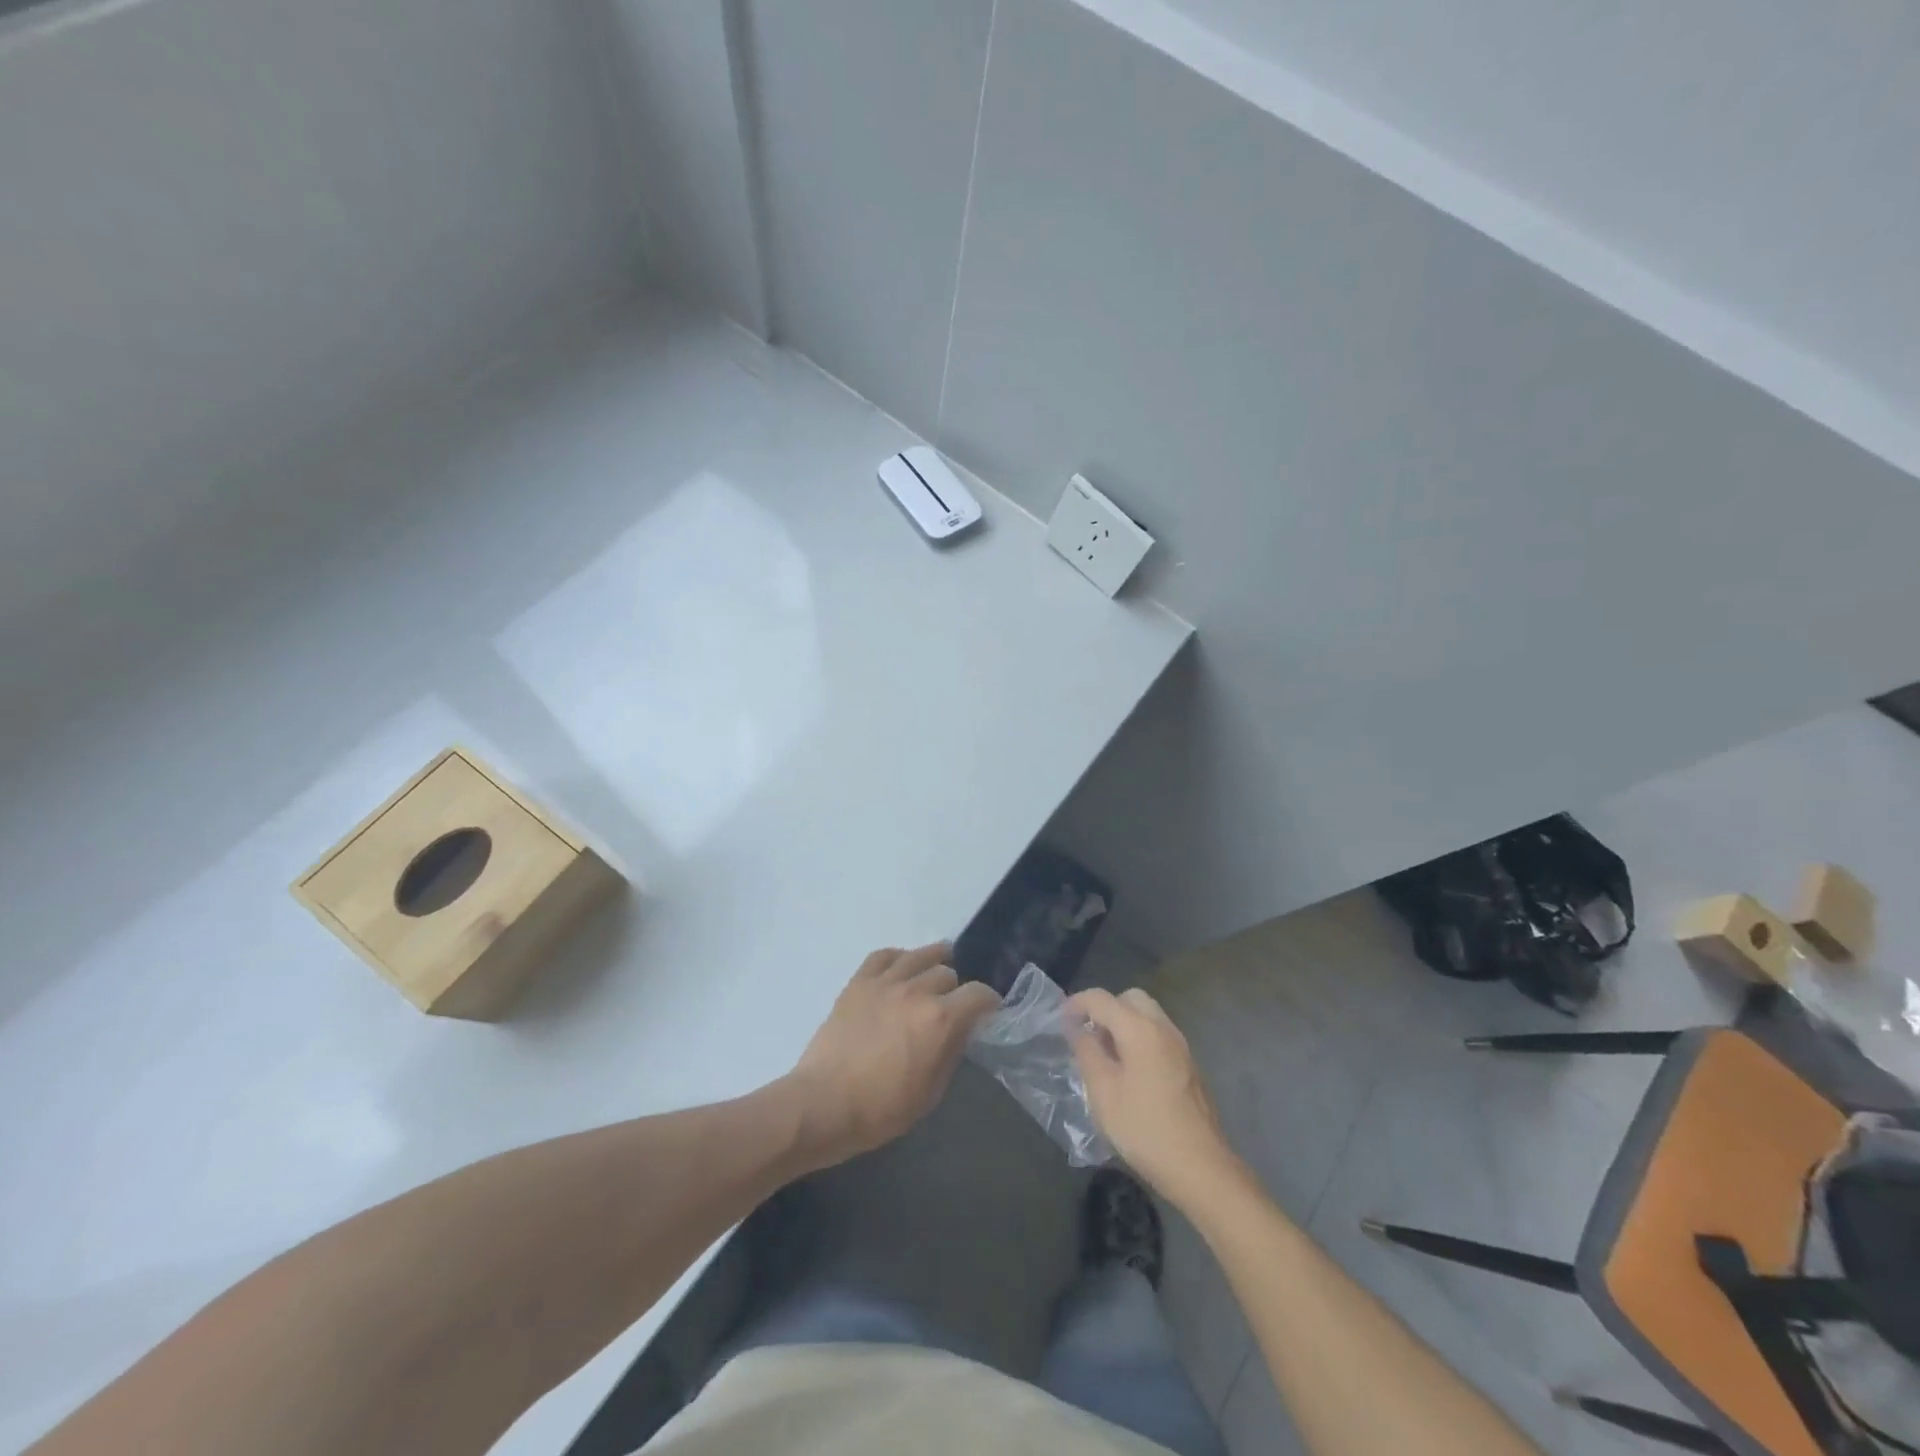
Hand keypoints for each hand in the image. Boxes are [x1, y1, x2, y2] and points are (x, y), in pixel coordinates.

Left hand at [786, 943, 1000, 1164]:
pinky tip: (900, 969)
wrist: (823, 1104)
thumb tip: (962, 1030)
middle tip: (950, 1006)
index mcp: (940, 1020)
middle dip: (955, 989)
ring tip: (933, 971)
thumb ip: (951, 1053)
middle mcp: (916, 991)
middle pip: (948, 973)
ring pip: (920, 956)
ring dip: (932, 963)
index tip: (987, 1012)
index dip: (988, 1002)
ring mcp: (885, 982)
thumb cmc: (880, 1110)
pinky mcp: (858, 982)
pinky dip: (898, 958)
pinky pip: (884, 955)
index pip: (978, 994)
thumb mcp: (930, 1093)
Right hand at [1069, 987, 1242, 1209]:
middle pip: (1130, 999)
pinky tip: (1129, 1072)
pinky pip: (1158, 1036)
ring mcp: (1181, 1047)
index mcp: (1140, 1029)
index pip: (1101, 998)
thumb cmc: (1144, 1128)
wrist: (1201, 1168)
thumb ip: (1087, 1052)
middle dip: (1105, 1009)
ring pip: (1148, 1016)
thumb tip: (1077, 1028)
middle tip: (1087, 1036)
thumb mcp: (1103, 1092)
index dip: (1076, 1003)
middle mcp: (1163, 1028)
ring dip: (1123, 1024)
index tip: (1060, 1020)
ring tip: (1105, 1056)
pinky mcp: (1189, 1066)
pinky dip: (1139, 1038)